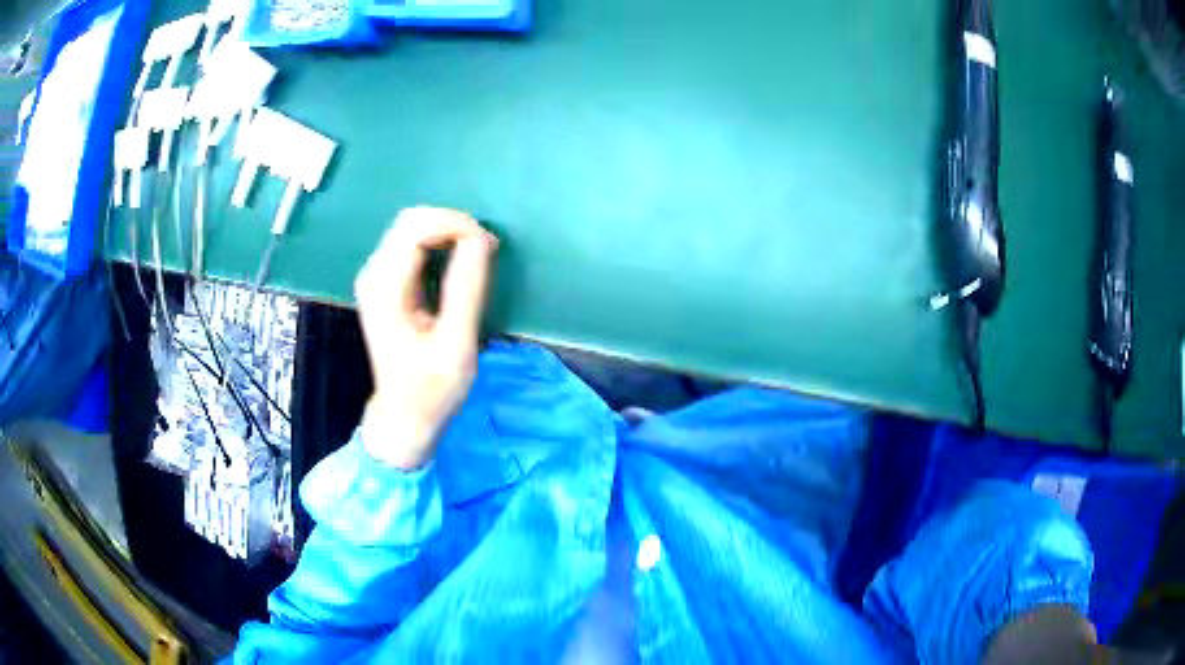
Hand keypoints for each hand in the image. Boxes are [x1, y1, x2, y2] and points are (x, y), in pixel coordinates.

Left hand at [355, 207, 498, 468]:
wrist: (404, 415)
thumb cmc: (430, 388)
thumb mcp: (456, 344)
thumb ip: (466, 289)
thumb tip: (481, 239)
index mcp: (385, 288)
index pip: (417, 228)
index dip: (456, 225)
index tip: (488, 247)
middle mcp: (374, 274)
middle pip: (411, 219)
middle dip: (452, 224)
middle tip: (485, 249)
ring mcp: (376, 276)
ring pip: (411, 227)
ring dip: (447, 231)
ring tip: (478, 255)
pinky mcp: (385, 282)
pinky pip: (412, 243)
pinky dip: (440, 242)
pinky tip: (460, 262)